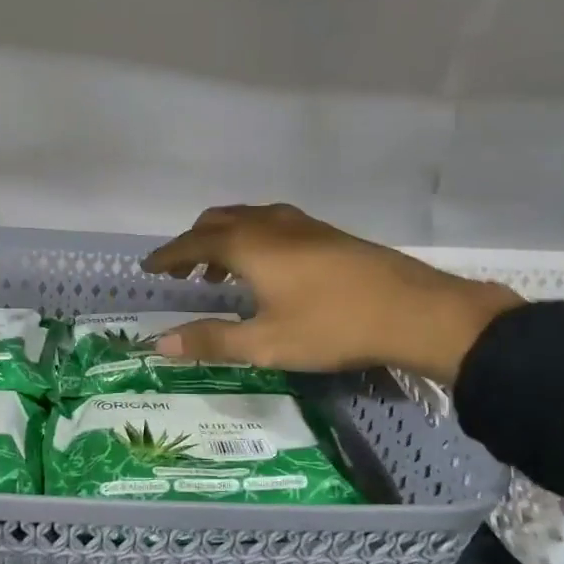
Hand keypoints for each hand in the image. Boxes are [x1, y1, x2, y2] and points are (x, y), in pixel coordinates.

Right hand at [142, 204, 521, 385]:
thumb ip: (212, 340)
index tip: (148, 267)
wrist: (415, 311)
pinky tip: (266, 269)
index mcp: (249, 246)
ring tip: (218, 274)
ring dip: (223, 239)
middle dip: (193, 242)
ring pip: (247, 218)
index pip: (193, 243)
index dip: (168, 255)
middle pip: (218, 221)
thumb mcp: (266, 343)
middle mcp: (270, 224)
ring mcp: (302, 224)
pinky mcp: (326, 233)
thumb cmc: (333, 327)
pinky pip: (271, 224)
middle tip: (180, 272)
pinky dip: (251, 239)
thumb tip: (160, 344)